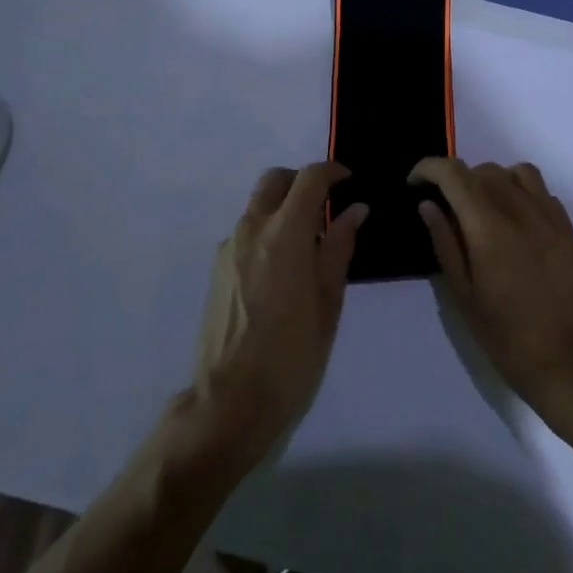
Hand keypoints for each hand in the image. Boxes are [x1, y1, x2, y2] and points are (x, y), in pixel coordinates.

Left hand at [191, 163, 365, 467]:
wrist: (230, 401)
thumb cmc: (292, 353)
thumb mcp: (329, 301)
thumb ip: (340, 247)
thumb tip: (355, 210)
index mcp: (285, 233)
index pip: (309, 178)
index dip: (333, 172)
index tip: (349, 181)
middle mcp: (252, 229)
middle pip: (275, 180)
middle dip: (302, 182)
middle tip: (326, 205)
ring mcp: (229, 248)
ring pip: (258, 206)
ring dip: (283, 207)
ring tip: (308, 243)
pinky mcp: (216, 269)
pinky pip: (246, 232)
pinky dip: (267, 231)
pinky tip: (282, 270)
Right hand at [410, 158, 572, 434]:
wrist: (571, 363)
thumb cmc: (508, 338)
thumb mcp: (464, 296)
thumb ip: (445, 243)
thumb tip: (428, 205)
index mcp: (488, 226)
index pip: (453, 173)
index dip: (428, 168)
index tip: (414, 183)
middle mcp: (519, 210)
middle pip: (483, 170)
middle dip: (457, 180)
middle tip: (445, 208)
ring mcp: (549, 216)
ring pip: (515, 172)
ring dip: (492, 180)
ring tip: (482, 209)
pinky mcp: (568, 228)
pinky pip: (540, 191)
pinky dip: (520, 192)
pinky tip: (514, 222)